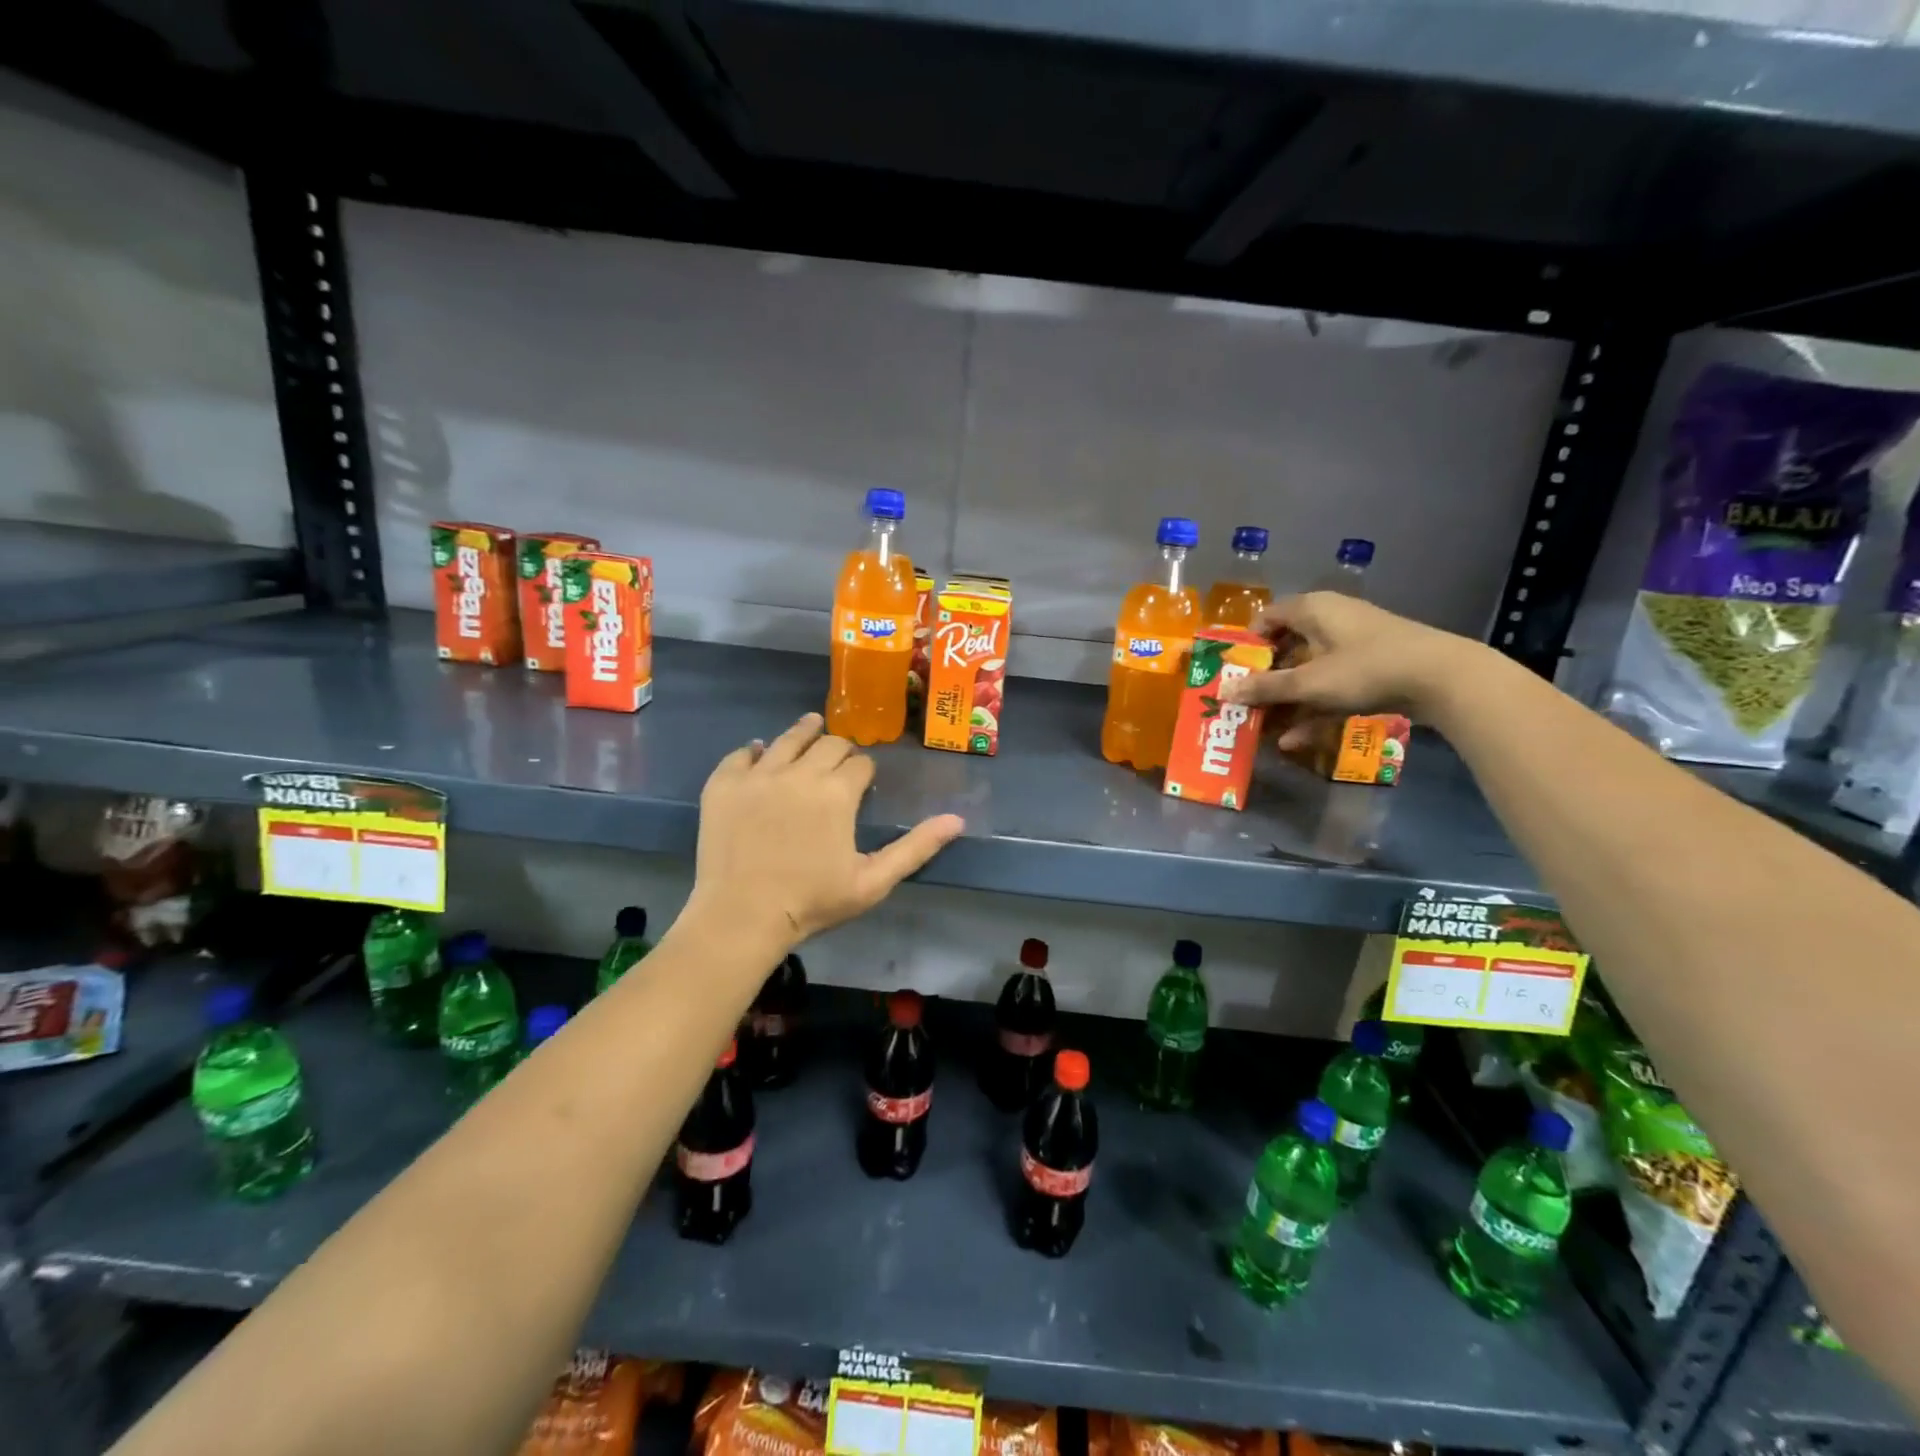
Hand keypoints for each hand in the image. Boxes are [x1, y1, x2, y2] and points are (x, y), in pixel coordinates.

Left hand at [685, 713, 964, 950]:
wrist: (741, 917)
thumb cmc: (812, 903)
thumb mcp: (873, 882)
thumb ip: (916, 847)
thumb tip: (956, 819)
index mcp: (837, 792)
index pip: (860, 763)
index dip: (865, 771)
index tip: (862, 783)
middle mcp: (799, 771)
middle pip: (828, 742)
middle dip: (839, 749)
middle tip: (838, 763)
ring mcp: (758, 775)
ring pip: (787, 738)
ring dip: (805, 732)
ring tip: (811, 728)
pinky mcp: (723, 784)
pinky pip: (742, 753)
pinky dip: (755, 752)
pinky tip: (760, 755)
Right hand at [1216, 592, 1481, 736]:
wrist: (1443, 678)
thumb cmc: (1365, 669)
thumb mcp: (1309, 683)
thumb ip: (1265, 688)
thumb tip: (1223, 691)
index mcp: (1312, 609)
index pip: (1266, 618)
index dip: (1246, 645)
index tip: (1232, 673)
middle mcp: (1330, 620)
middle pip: (1285, 649)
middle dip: (1263, 681)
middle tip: (1243, 706)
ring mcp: (1353, 645)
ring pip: (1308, 672)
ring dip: (1286, 701)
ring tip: (1263, 729)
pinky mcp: (1371, 668)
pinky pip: (1331, 686)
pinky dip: (1313, 709)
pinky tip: (1295, 741)